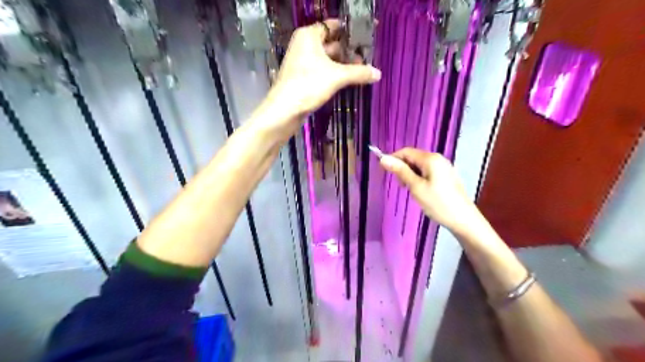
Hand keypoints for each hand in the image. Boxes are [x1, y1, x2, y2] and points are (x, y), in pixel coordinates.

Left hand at [261, 18, 378, 131]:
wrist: (285, 110)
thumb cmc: (308, 85)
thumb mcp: (337, 77)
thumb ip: (358, 73)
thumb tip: (378, 74)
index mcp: (309, 36)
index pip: (333, 26)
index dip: (350, 31)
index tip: (366, 37)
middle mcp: (304, 45)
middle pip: (332, 43)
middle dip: (349, 51)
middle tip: (368, 59)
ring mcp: (302, 62)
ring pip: (327, 59)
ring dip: (343, 65)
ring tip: (361, 71)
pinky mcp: (303, 77)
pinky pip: (322, 70)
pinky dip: (334, 74)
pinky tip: (347, 81)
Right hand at [379, 149, 478, 233]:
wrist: (463, 219)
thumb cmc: (438, 203)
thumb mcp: (416, 187)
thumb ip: (400, 171)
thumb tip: (384, 158)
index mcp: (430, 159)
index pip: (406, 152)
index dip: (393, 159)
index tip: (384, 171)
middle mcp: (438, 159)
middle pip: (413, 157)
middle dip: (403, 168)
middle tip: (401, 186)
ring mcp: (444, 167)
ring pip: (420, 166)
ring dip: (410, 175)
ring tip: (411, 190)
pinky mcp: (446, 176)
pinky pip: (428, 172)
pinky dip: (419, 178)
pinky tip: (421, 191)